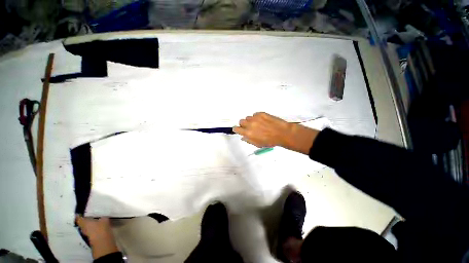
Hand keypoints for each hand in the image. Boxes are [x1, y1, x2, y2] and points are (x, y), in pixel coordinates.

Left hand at [76, 216, 118, 258]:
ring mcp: (86, 233)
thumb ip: (102, 217)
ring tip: (94, 220)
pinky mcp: (91, 237)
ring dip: (88, 224)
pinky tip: (97, 226)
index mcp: (84, 222)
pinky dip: (92, 228)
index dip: (79, 215)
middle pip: (82, 223)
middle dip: (84, 220)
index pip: (79, 218)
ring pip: (86, 227)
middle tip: (89, 215)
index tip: (80, 212)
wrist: (102, 241)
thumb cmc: (101, 228)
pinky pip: (90, 230)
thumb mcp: (104, 219)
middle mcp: (83, 228)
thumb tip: (102, 215)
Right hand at [233, 112, 318, 154]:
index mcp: (248, 133)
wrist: (282, 133)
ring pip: (248, 117)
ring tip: (258, 124)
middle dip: (244, 124)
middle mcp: (250, 124)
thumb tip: (243, 137)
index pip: (236, 128)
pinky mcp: (261, 113)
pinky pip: (255, 114)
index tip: (239, 130)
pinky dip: (257, 117)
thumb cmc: (270, 141)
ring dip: (251, 121)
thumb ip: (248, 140)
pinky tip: (263, 120)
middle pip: (241, 121)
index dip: (237, 129)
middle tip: (250, 127)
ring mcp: (255, 118)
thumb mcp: (258, 144)